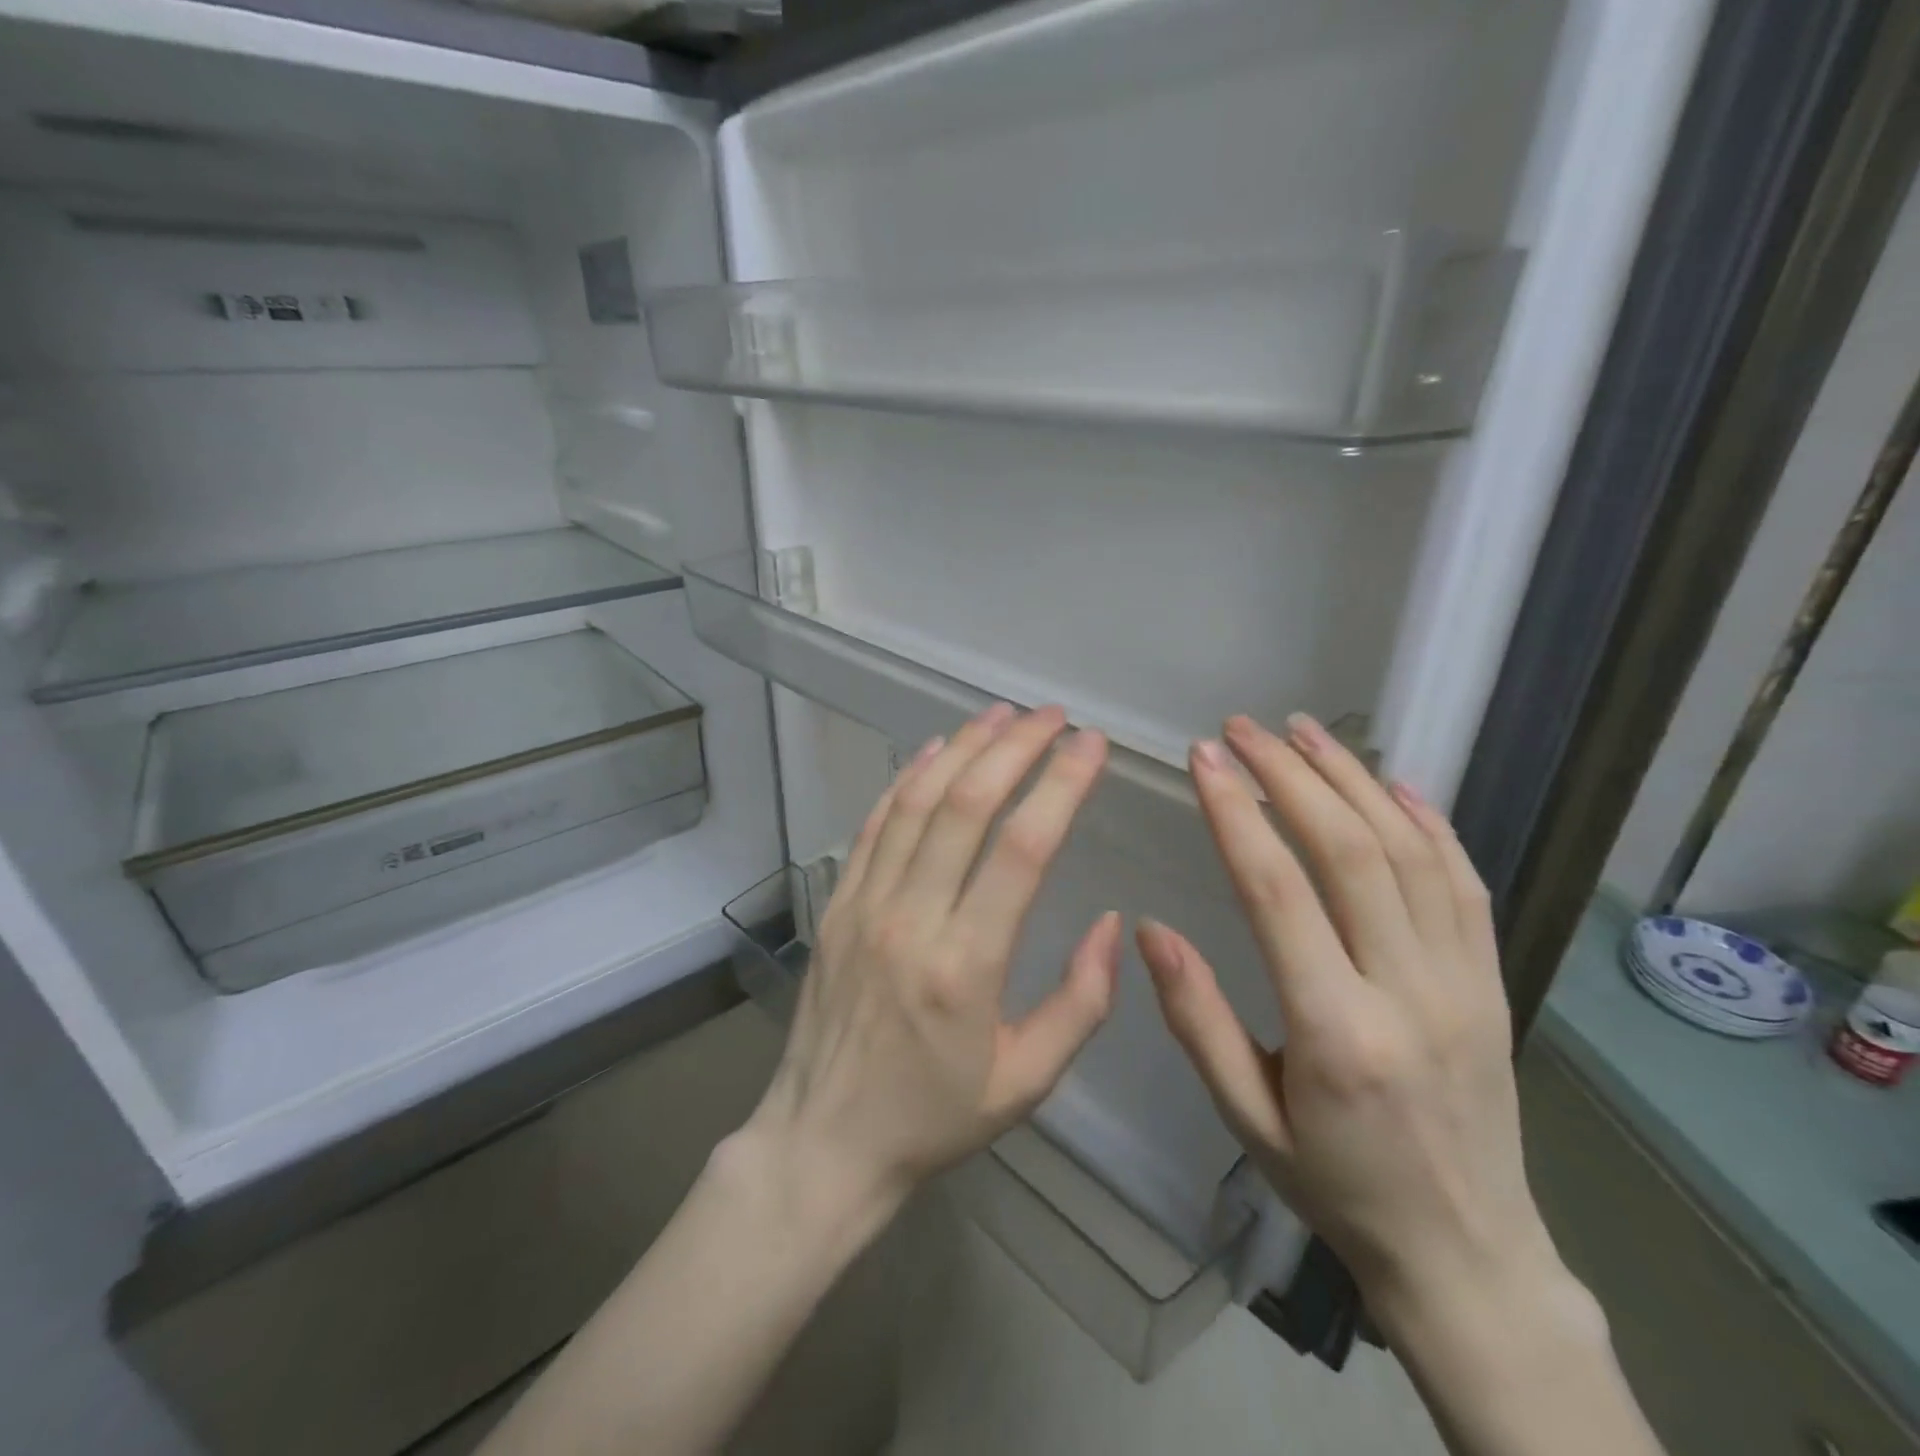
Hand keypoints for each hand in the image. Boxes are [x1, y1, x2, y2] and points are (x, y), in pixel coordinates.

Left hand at [742, 703, 1120, 1221]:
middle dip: (1015, 747)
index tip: (1091, 745)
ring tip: (1001, 715)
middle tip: (1053, 716)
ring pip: (915, 802)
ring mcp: (863, 905)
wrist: (822, 1142)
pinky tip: (934, 750)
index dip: (1061, 785)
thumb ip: (1082, 1002)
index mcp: (967, 966)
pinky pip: (873, 825)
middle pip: (966, 806)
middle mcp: (911, 920)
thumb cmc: (932, 1118)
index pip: (1023, 848)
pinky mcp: (835, 905)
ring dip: (962, 749)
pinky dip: (905, 779)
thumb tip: (1113, 922)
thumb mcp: (1026, 1082)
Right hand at [1136, 713, 1559, 1326]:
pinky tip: (1391, 780)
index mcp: (1336, 1030)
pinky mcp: (1491, 981)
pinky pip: (1464, 883)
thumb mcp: (1245, 1116)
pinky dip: (1427, 819)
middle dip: (1290, 775)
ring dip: (1353, 778)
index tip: (1205, 757)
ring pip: (1411, 851)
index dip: (1237, 812)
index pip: (1277, 892)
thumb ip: (1198, 1019)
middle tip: (1242, 728)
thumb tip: (1149, 929)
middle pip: (1350, 851)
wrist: (1469, 1254)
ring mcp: (1462, 981)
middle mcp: (1408, 991)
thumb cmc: (1336, 1185)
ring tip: (1304, 731)